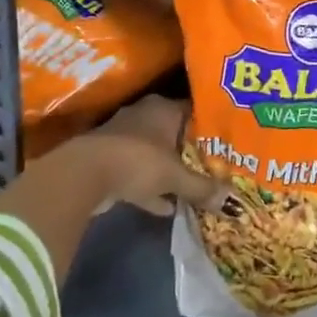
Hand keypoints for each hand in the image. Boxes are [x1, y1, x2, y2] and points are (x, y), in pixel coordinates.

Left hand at [78, 97, 224, 215]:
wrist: (84, 175)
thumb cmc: (138, 161)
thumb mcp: (176, 177)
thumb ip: (203, 188)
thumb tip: (232, 201)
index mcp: (163, 108)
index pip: (194, 110)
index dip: (210, 126)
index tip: (228, 142)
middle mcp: (144, 116)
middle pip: (175, 133)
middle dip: (191, 151)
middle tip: (215, 167)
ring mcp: (124, 138)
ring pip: (156, 154)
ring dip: (170, 172)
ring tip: (194, 189)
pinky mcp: (110, 160)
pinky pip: (138, 173)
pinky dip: (151, 189)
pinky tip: (167, 208)